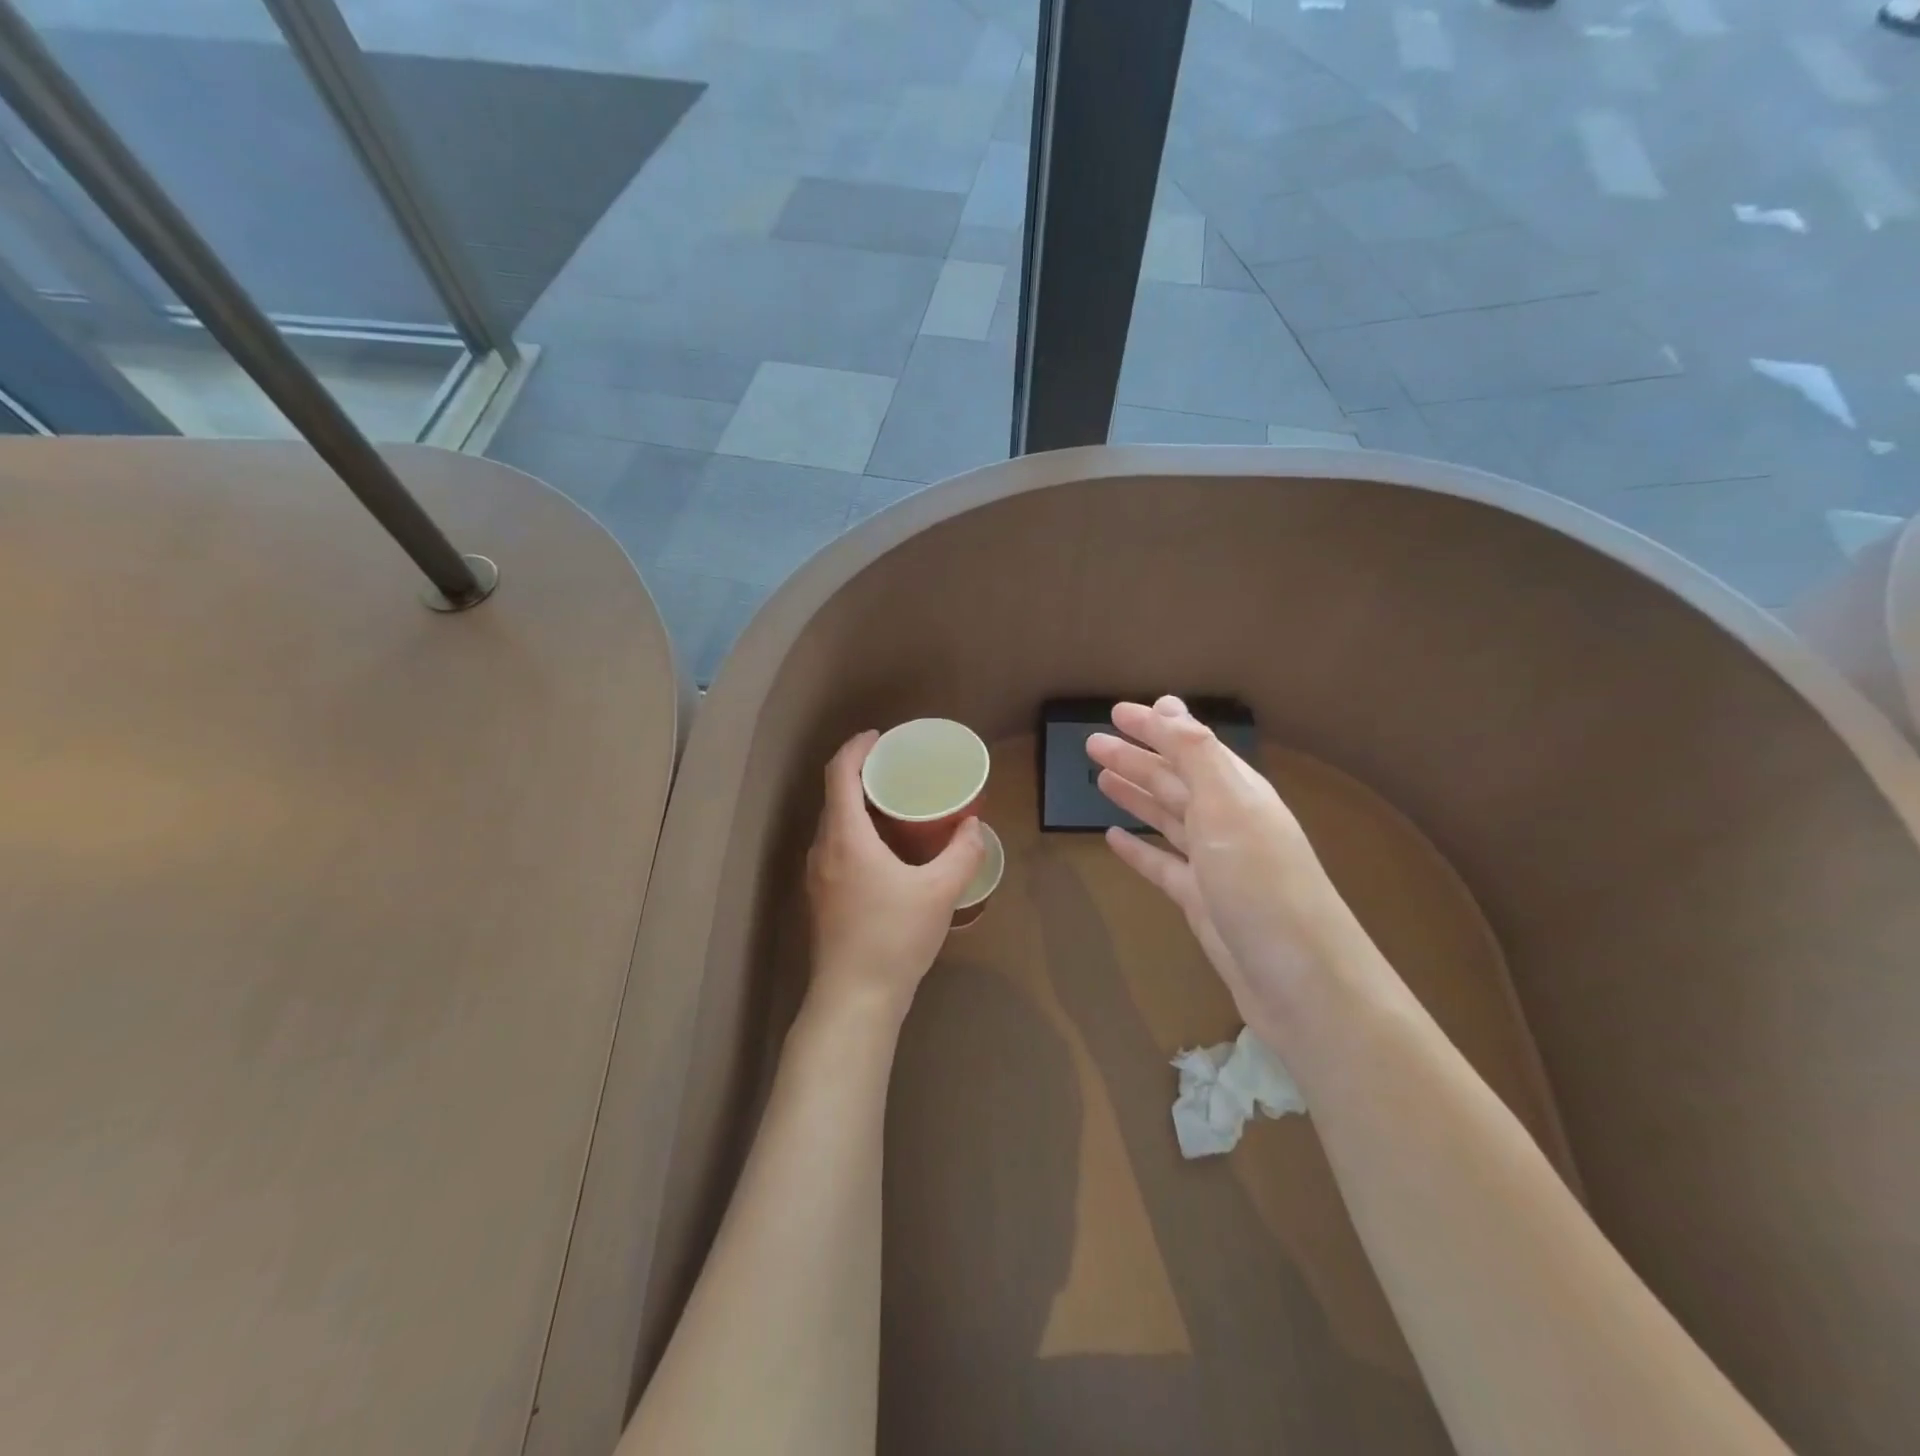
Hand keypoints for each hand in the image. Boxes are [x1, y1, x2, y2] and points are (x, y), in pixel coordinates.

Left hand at [806, 730, 985, 1017]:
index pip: (839, 774)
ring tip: (893, 806)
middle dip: (860, 775)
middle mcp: (823, 850)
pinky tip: (884, 852)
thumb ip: (962, 853)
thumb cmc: (894, 937)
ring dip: (857, 806)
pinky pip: (835, 848)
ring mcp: (817, 876)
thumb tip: (973, 827)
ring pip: (833, 825)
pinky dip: (856, 833)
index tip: (879, 737)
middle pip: (834, 797)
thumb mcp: (940, 892)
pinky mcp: (821, 898)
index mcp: (845, 838)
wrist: (854, 999)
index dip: (856, 748)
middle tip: (896, 770)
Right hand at [1088, 696, 1374, 1038]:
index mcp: (1237, 791)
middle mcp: (1226, 821)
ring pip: (1166, 818)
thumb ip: (1196, 754)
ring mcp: (1214, 864)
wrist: (1299, 980)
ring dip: (1135, 795)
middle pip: (1173, 779)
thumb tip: (1168, 705)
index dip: (1154, 727)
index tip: (1116, 711)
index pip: (1189, 746)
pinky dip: (1139, 849)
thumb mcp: (1228, 806)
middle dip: (1135, 758)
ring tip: (1098, 778)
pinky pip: (1162, 864)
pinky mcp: (1201, 901)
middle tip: (1091, 744)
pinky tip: (1112, 837)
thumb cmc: (1260, 882)